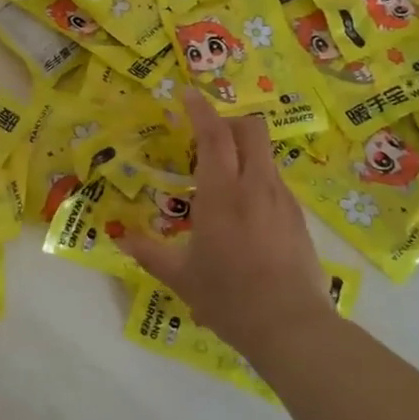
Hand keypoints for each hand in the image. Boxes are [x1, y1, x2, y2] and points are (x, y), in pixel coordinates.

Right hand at [123, 90, 331, 363]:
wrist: (291, 326)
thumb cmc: (229, 297)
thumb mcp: (181, 276)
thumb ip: (149, 253)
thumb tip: (120, 238)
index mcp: (222, 193)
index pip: (214, 134)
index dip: (200, 109)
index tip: (187, 93)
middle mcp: (255, 186)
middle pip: (250, 129)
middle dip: (229, 120)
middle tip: (207, 133)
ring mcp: (282, 199)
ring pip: (266, 154)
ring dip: (244, 149)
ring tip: (224, 175)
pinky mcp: (298, 217)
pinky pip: (275, 181)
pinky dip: (257, 177)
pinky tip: (245, 209)